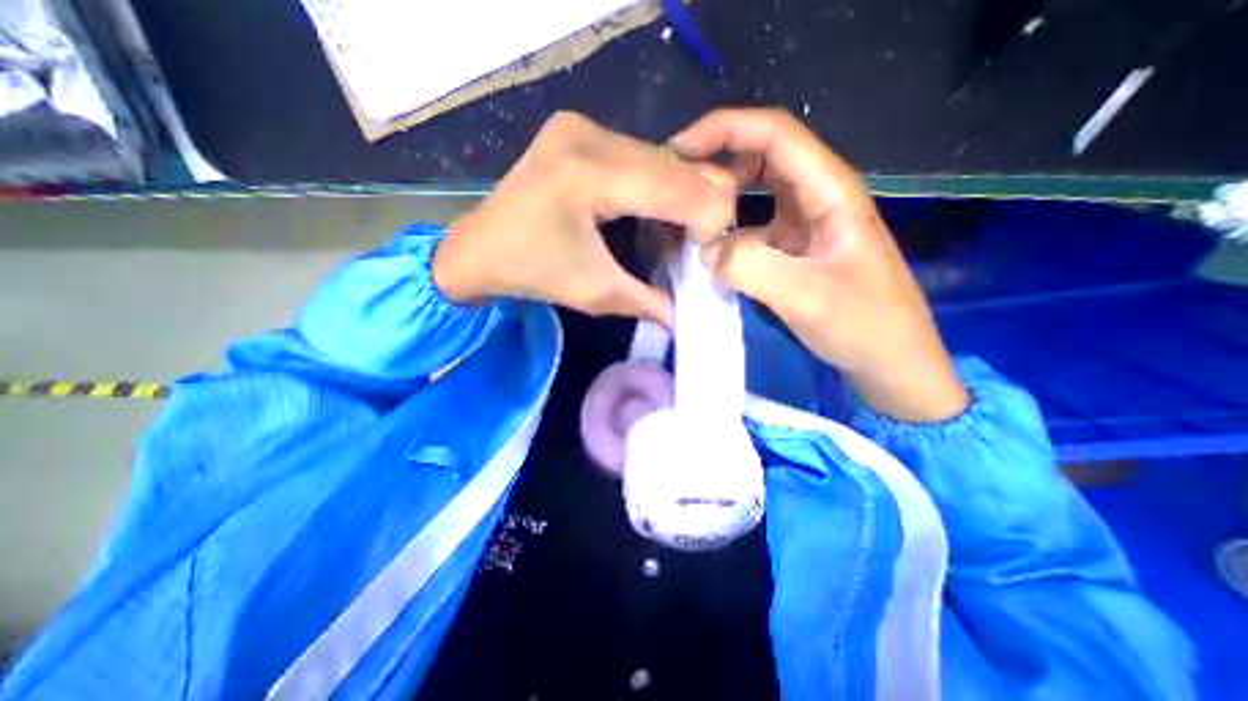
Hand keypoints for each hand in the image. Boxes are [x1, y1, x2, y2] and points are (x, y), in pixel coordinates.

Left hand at [436, 112, 734, 326]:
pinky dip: (657, 186)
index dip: (710, 219)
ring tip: (669, 234)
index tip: (706, 254)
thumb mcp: (595, 293)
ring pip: (665, 158)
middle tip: (689, 247)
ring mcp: (582, 126)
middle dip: (698, 209)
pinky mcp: (580, 130)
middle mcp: (589, 135)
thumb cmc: (531, 274)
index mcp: (589, 174)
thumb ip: (650, 302)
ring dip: (678, 198)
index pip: (681, 185)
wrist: (477, 248)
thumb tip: (690, 316)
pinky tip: (649, 212)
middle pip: (678, 166)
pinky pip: (642, 156)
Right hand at [667, 108, 967, 421]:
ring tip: (685, 223)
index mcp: (831, 192)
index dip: (725, 129)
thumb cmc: (865, 328)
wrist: (890, 364)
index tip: (679, 150)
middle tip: (676, 190)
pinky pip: (752, 230)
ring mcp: (804, 225)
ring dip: (720, 201)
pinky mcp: (793, 251)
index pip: (776, 134)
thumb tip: (704, 250)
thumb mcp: (809, 298)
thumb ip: (752, 268)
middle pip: (761, 157)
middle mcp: (817, 198)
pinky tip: (707, 256)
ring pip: (753, 195)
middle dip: (717, 163)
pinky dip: (726, 236)